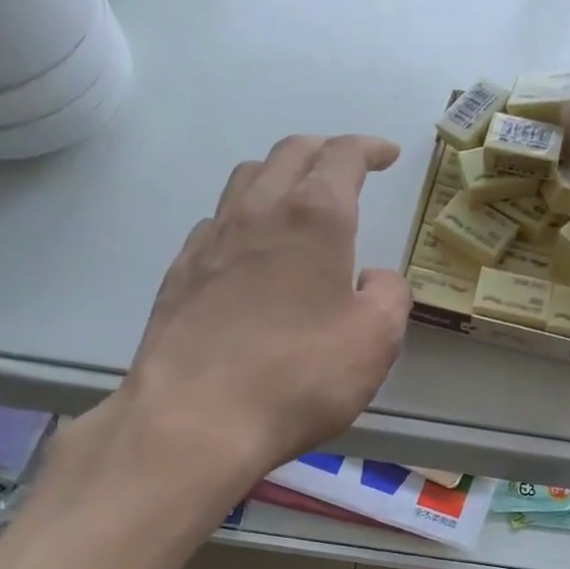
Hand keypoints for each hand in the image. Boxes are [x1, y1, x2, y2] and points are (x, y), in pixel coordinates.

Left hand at [111, 134, 411, 480]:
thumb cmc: (300, 375)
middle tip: (347, 165)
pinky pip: (217, 223)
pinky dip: (244, 217)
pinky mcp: (180, 274)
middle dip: (325, 150)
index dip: (369, 148)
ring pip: (246, 180)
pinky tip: (251, 249)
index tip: (387, 154)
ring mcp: (211, 240)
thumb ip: (389, 295)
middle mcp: (259, 213)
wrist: (195, 419)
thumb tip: (372, 277)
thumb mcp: (376, 339)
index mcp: (314, 218)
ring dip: (280, 175)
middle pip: (290, 153)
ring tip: (298, 197)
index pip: (343, 157)